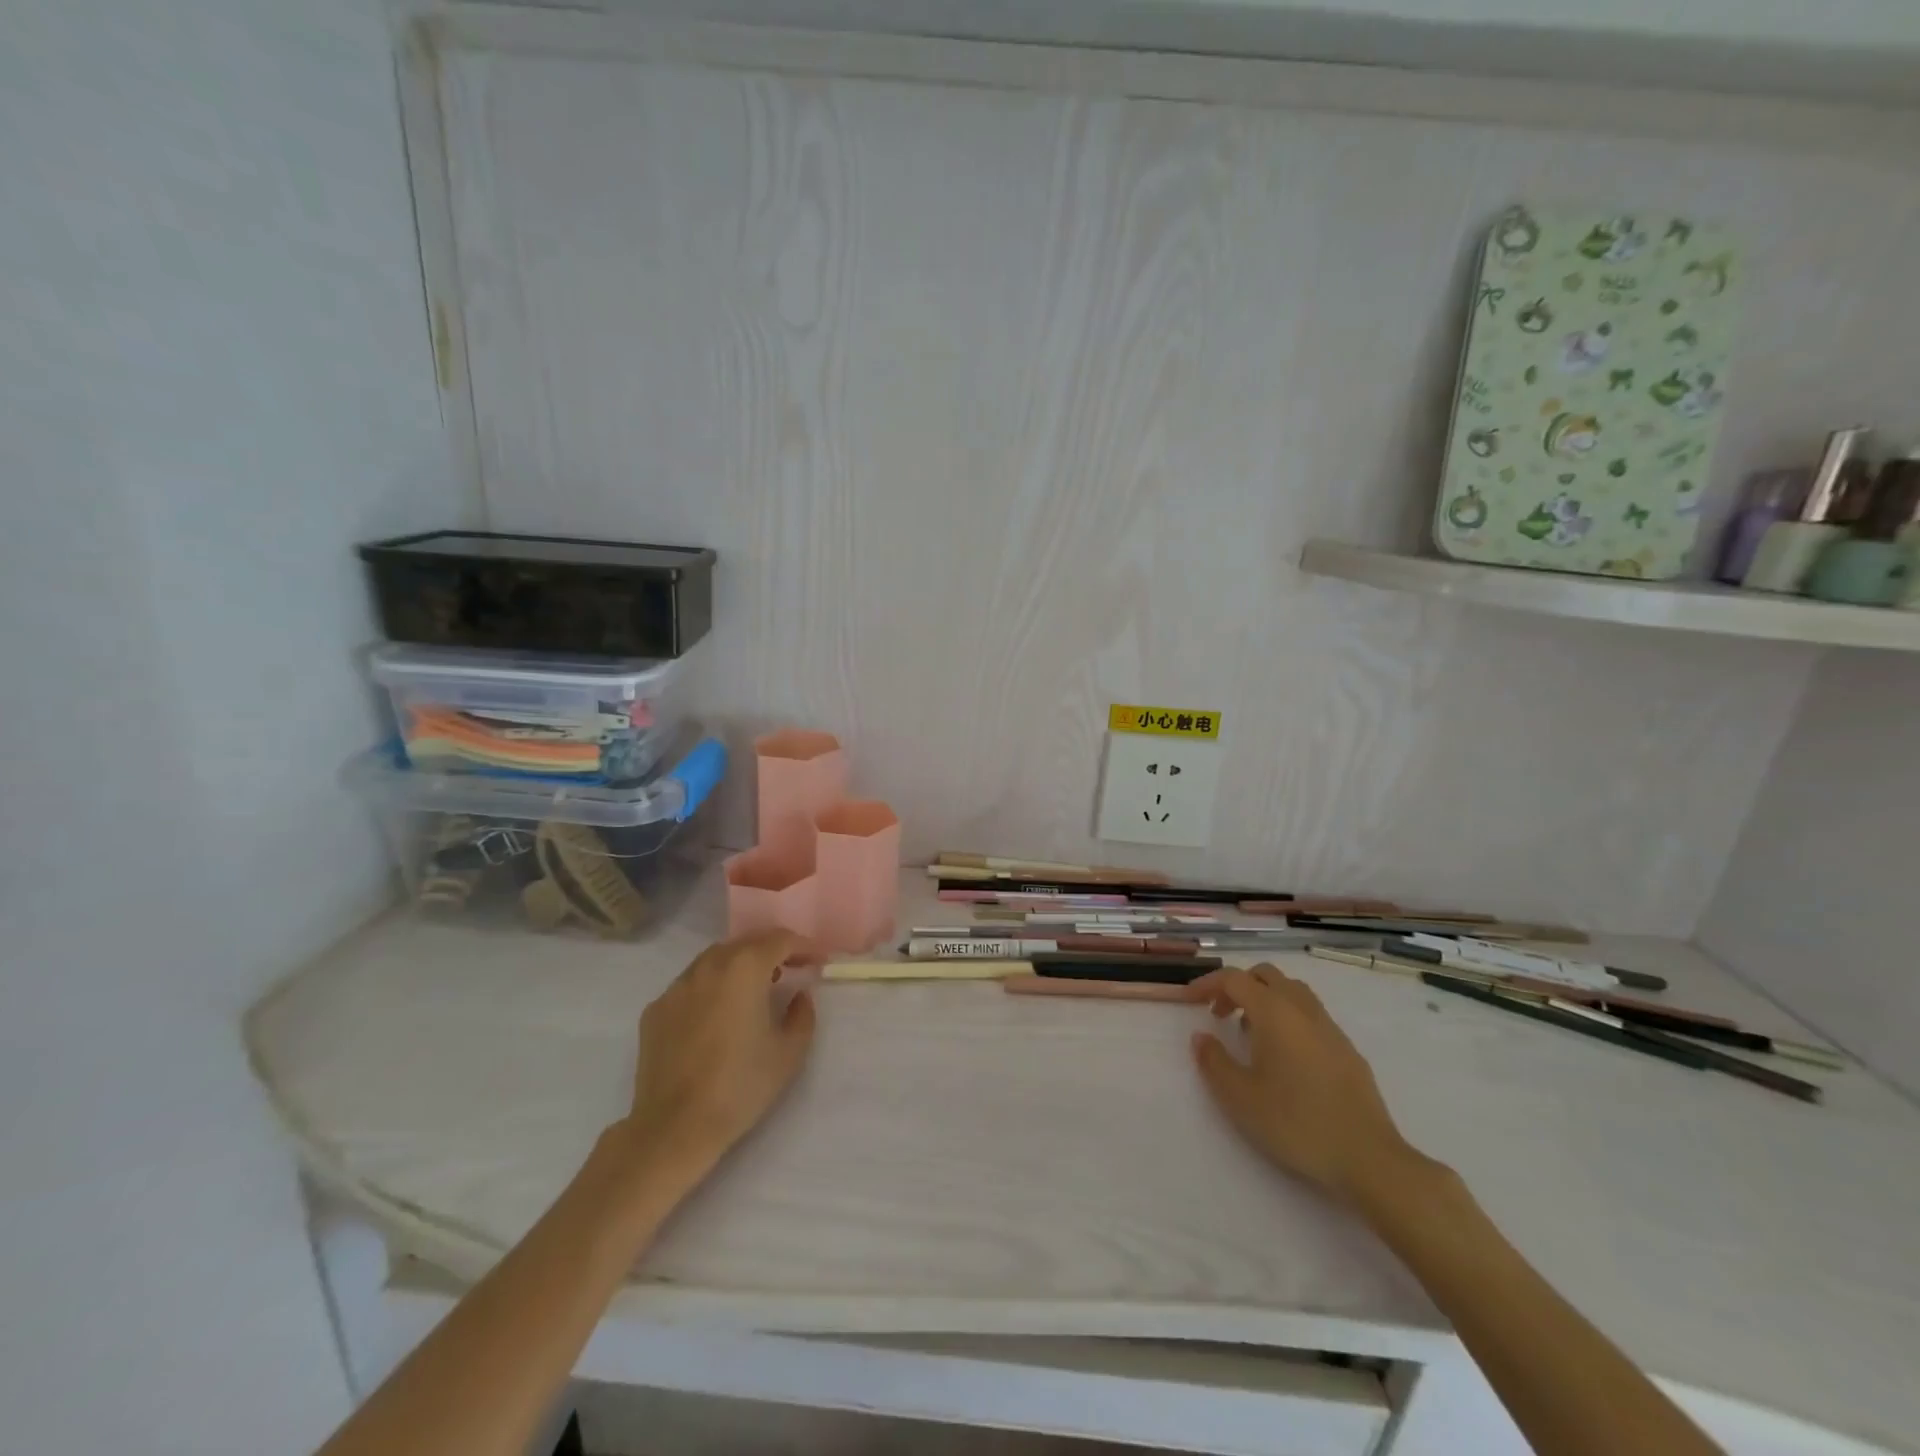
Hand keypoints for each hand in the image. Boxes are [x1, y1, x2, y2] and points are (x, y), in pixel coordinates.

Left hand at [619, 930, 817, 1182]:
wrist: (674, 1127)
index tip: (819, 961)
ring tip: (754, 990)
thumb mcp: (789, 1052)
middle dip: (772, 951)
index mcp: (745, 968)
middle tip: (791, 970)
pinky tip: (717, 1015)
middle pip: (746, 942)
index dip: (805, 946)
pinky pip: (691, 985)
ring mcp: (677, 986)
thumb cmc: (740, 1086)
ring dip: (740, 965)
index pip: (781, 939)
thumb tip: (798, 995)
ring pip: (715, 960)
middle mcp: (708, 966)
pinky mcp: (656, 1009)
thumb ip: (802, 1013)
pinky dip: (711, 988)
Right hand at [1190, 964, 1422, 1207]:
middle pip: (1266, 975)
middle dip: (1238, 986)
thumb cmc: (1296, 1123)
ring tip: (1250, 1033)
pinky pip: (1310, 1015)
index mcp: (1274, 1012)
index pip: (1235, 979)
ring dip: (1265, 999)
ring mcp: (1330, 1028)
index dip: (1208, 983)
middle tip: (1219, 1013)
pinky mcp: (1348, 1050)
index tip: (1189, 1000)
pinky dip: (1288, 1018)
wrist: (1369, 1159)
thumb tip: (1201, 1037)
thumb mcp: (1240, 1097)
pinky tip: (1284, 1057)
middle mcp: (1303, 1010)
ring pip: (1292, 992)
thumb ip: (1213, 1061)